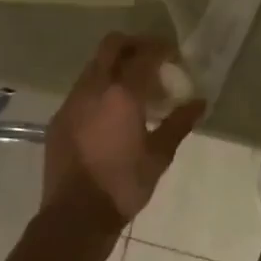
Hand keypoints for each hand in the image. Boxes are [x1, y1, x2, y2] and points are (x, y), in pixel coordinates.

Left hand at [44, 33, 205, 231]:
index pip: (145, 55)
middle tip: (153, 59)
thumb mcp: (159, 156)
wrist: (75, 216)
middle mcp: (94, 88)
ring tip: (135, 89)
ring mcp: (72, 100)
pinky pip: (82, 89)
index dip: (163, 49)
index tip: (175, 56)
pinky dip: (100, 88)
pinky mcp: (59, 117)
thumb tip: (200, 103)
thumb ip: (179, 123)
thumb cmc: (123, 186)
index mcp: (122, 94)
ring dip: (116, 66)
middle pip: (113, 45)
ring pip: (94, 65)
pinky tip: (111, 113)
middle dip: (135, 44)